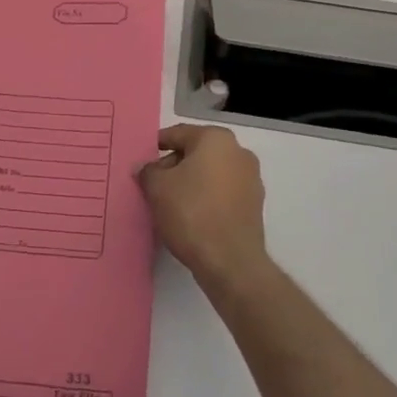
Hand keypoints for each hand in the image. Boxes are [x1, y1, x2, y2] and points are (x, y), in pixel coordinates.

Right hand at [137, 125, 269, 292]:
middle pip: (196, 152)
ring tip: (170, 202)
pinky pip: (223, 192)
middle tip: (153, 184)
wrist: (230, 261)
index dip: (156, 146)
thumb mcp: (157, 188)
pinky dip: (207, 198)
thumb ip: (147, 171)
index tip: (142, 160)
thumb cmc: (191, 213)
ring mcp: (251, 179)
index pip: (178, 134)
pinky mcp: (254, 204)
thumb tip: (145, 168)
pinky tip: (191, 215)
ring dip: (191, 182)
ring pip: (211, 173)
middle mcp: (239, 152)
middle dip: (174, 165)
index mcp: (216, 139)